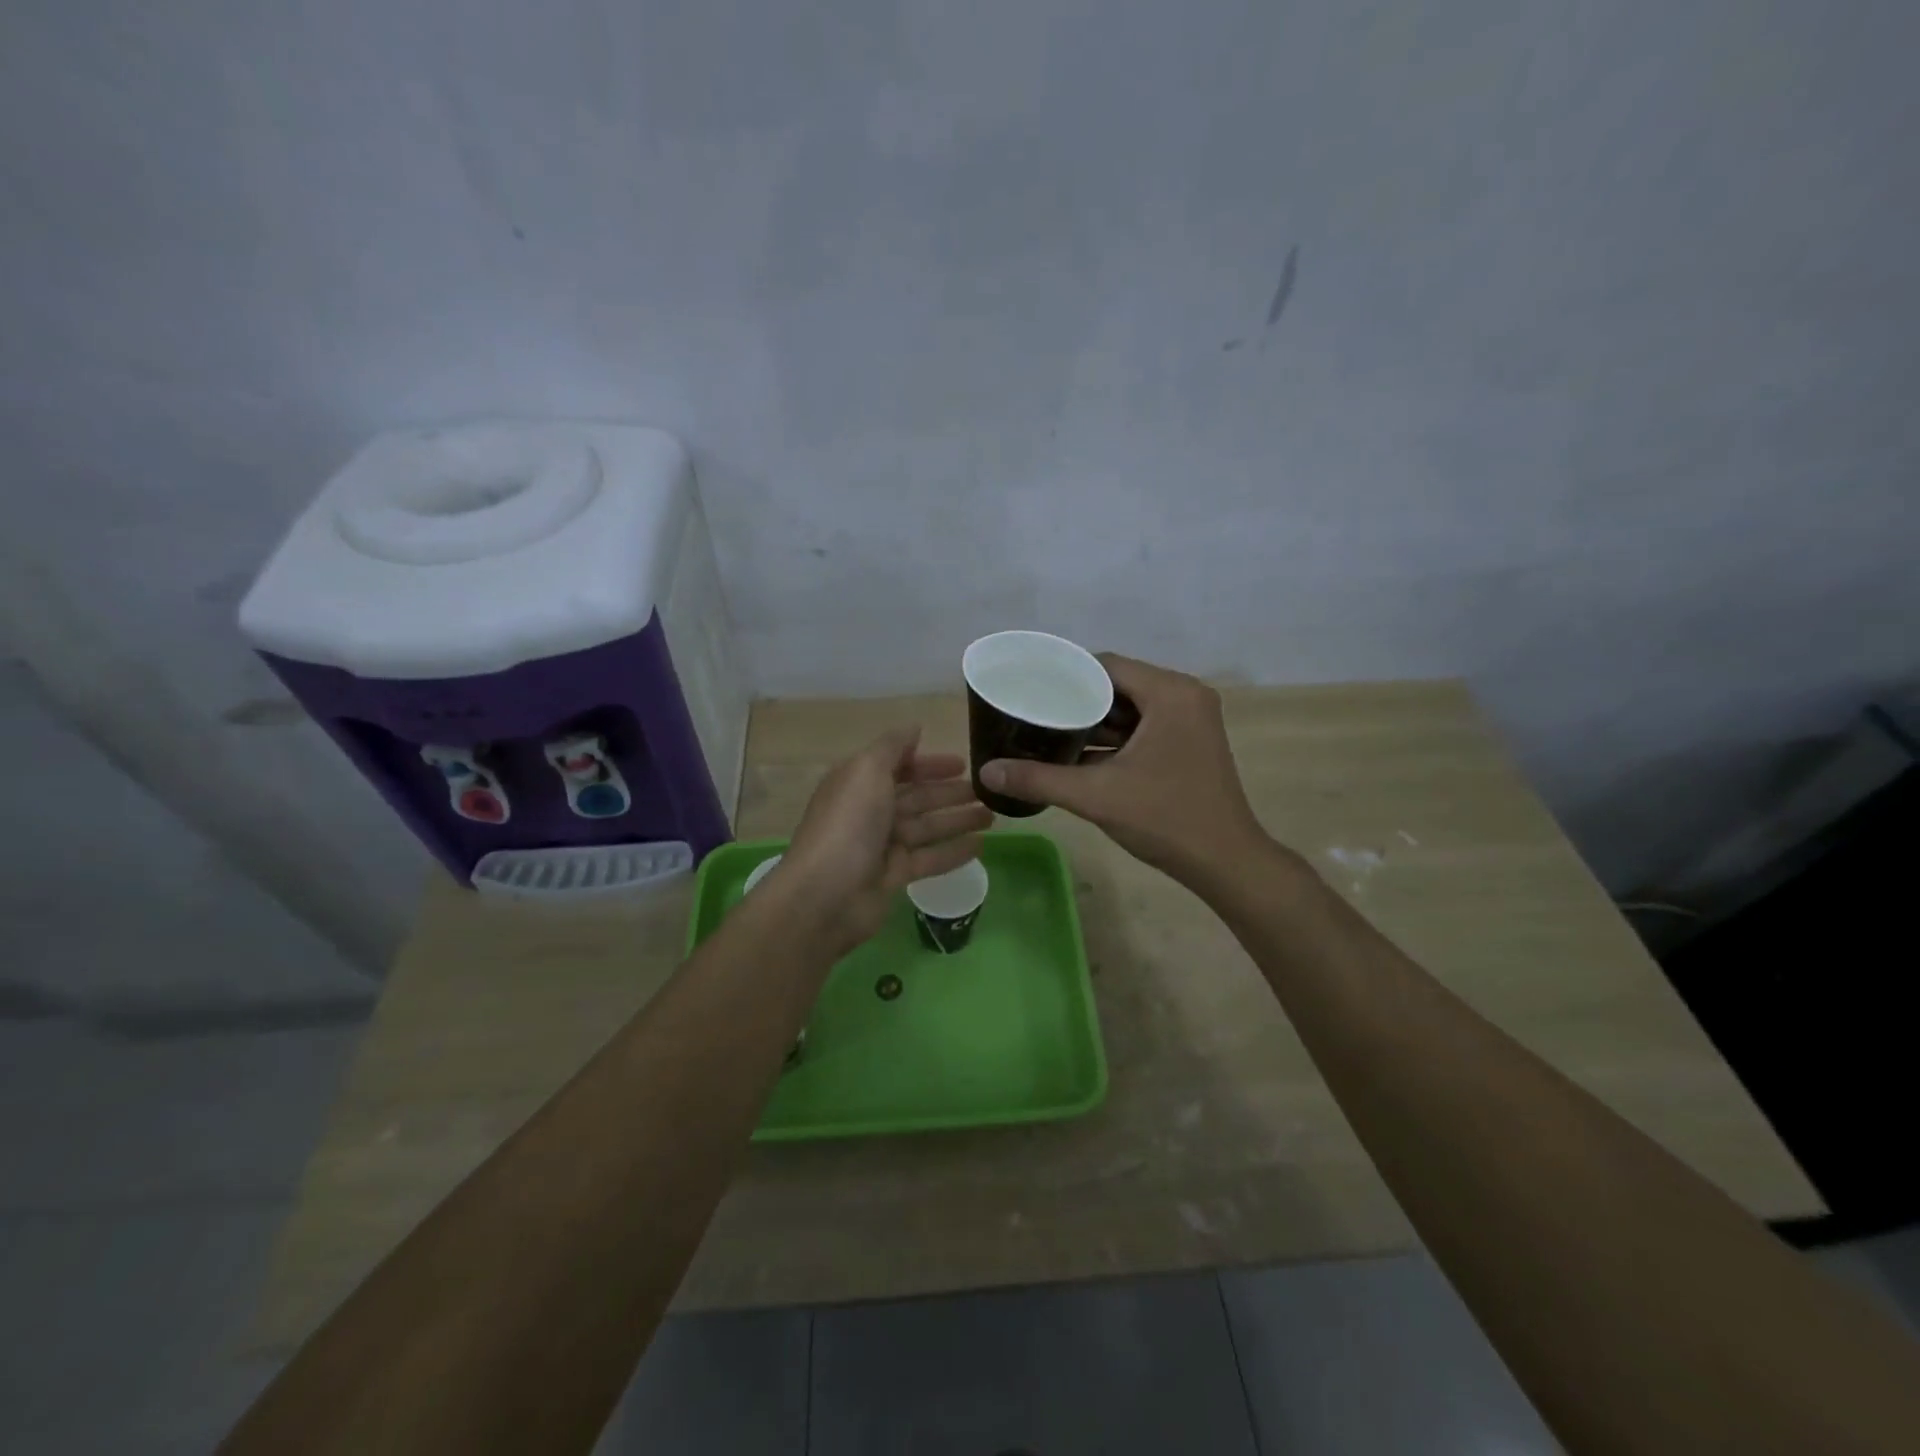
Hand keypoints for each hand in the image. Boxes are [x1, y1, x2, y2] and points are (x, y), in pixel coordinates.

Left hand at [774, 726, 992, 952]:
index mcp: (859, 782)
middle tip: (987, 791)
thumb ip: (892, 746)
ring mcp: (881, 845)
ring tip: (993, 816)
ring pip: (927, 827)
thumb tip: (914, 728)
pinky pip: (929, 858)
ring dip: (958, 819)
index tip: (963, 763)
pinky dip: (953, 851)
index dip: (929, 763)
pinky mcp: (894, 876)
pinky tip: (981, 846)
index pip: (898, 766)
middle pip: (916, 797)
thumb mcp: (867, 770)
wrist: (826, 894)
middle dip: (949, 792)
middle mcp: (870, 811)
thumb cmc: (849, 824)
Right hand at [979, 654, 1266, 886]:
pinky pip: (1143, 726)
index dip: (1065, 675)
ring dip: (1093, 720)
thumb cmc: (1166, 819)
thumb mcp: (1096, 796)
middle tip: (1033, 712)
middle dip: (1075, 700)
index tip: (1029, 689)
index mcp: (1170, 693)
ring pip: (1129, 707)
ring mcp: (1190, 720)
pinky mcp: (1189, 742)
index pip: (1106, 665)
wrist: (1225, 863)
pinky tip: (1078, 753)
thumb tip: (986, 772)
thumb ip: (1039, 779)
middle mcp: (1184, 696)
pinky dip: (1114, 738)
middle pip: (1117, 684)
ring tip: (1047, 730)